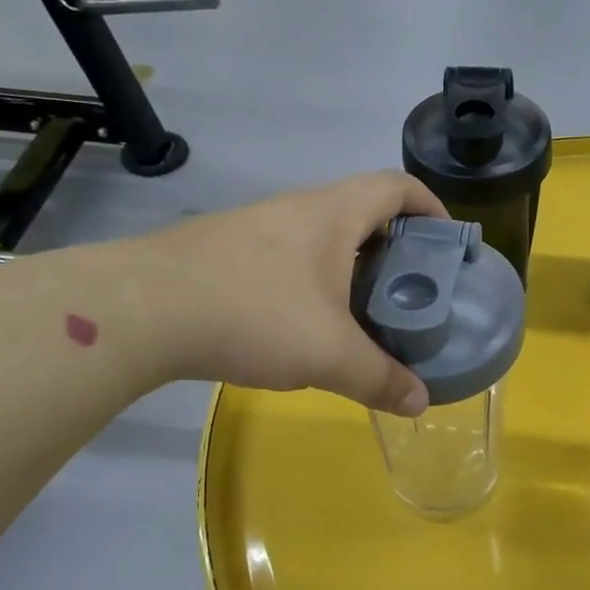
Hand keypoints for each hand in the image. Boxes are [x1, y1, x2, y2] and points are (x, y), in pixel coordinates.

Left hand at [134, 171, 447, 411]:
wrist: (140, 310)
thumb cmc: (253, 313)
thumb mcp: (328, 354)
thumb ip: (380, 378)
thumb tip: (420, 403)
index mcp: (333, 214)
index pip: (396, 186)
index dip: (431, 206)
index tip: (449, 242)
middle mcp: (297, 209)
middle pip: (362, 209)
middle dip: (396, 244)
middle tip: (413, 290)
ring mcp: (256, 227)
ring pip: (322, 236)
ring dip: (351, 265)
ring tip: (366, 312)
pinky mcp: (226, 253)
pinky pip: (288, 257)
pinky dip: (314, 280)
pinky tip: (306, 323)